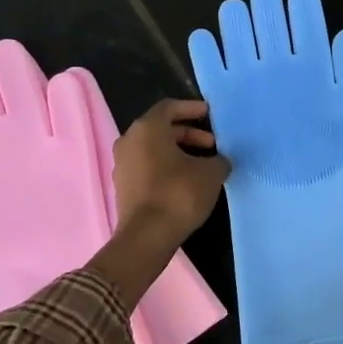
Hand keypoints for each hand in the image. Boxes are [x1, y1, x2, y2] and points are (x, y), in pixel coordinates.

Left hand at [113, 99, 230, 247]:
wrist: (147, 236)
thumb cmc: (179, 194)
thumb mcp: (211, 173)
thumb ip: (218, 160)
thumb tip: (219, 161)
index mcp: (147, 129)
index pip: (169, 107)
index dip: (191, 108)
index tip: (209, 114)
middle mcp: (129, 141)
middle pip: (161, 128)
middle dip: (188, 134)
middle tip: (212, 144)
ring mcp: (122, 164)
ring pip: (153, 148)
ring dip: (178, 151)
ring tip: (202, 164)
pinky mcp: (123, 186)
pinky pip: (147, 166)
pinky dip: (166, 166)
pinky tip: (186, 181)